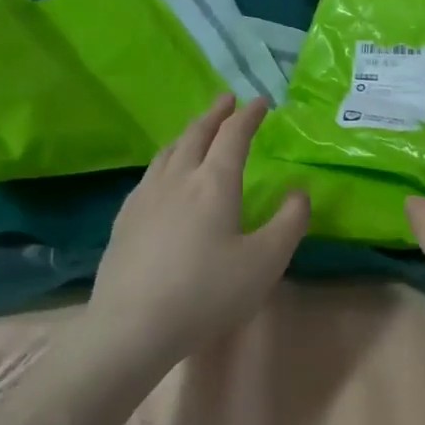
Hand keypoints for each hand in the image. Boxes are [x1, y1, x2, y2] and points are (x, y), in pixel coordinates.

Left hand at [89, 94, 308, 369]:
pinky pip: (150, 174)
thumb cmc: (208, 292)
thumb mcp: (265, 261)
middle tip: (226, 100)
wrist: (134, 324)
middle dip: (214, 114)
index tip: (260, 102)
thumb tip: (299, 192)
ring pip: (168, 152)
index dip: (249, 116)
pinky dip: (166, 160)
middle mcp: (177, 178)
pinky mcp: (125, 218)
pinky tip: (164, 176)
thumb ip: (290, 222)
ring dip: (188, 134)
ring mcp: (145, 196)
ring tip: (197, 132)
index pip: (233, 136)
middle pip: (196, 135)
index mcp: (214, 183)